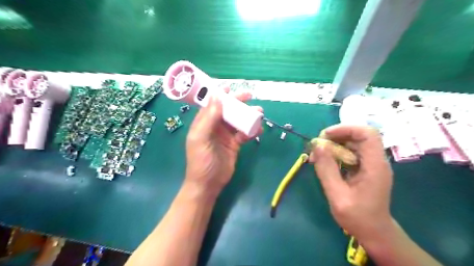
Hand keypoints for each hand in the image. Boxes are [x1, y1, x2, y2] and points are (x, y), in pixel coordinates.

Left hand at [184, 89, 262, 196]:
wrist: (209, 184)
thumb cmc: (201, 161)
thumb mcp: (201, 138)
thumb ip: (209, 118)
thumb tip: (217, 97)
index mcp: (203, 123)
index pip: (212, 105)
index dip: (220, 95)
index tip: (230, 88)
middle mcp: (214, 126)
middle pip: (227, 110)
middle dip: (238, 103)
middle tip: (250, 97)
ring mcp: (225, 135)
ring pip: (238, 120)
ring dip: (248, 116)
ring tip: (259, 113)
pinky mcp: (235, 144)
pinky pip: (244, 134)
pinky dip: (251, 131)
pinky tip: (259, 130)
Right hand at [310, 124, 394, 245]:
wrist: (373, 231)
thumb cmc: (357, 217)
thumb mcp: (337, 195)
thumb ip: (327, 170)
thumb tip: (317, 145)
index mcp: (375, 166)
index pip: (367, 134)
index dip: (346, 128)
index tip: (325, 135)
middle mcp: (375, 160)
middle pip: (358, 136)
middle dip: (335, 136)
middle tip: (317, 146)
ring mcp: (370, 164)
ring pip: (352, 143)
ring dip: (333, 144)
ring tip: (316, 155)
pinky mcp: (364, 168)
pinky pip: (349, 152)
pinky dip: (335, 153)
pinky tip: (324, 161)